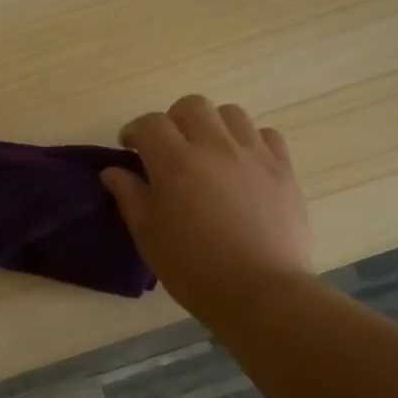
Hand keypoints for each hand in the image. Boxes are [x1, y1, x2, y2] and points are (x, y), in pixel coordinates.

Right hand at [101, 95, 311, 321]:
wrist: (259, 291)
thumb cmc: (193, 269)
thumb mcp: (148, 236)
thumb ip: (130, 197)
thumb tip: (114, 172)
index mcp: (175, 163)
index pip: (150, 124)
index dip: (135, 131)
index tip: (130, 148)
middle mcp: (215, 147)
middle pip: (192, 106)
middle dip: (174, 120)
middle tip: (169, 148)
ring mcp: (254, 155)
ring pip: (231, 114)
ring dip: (213, 126)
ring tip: (208, 153)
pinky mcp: (283, 169)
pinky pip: (267, 135)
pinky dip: (250, 141)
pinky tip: (244, 165)